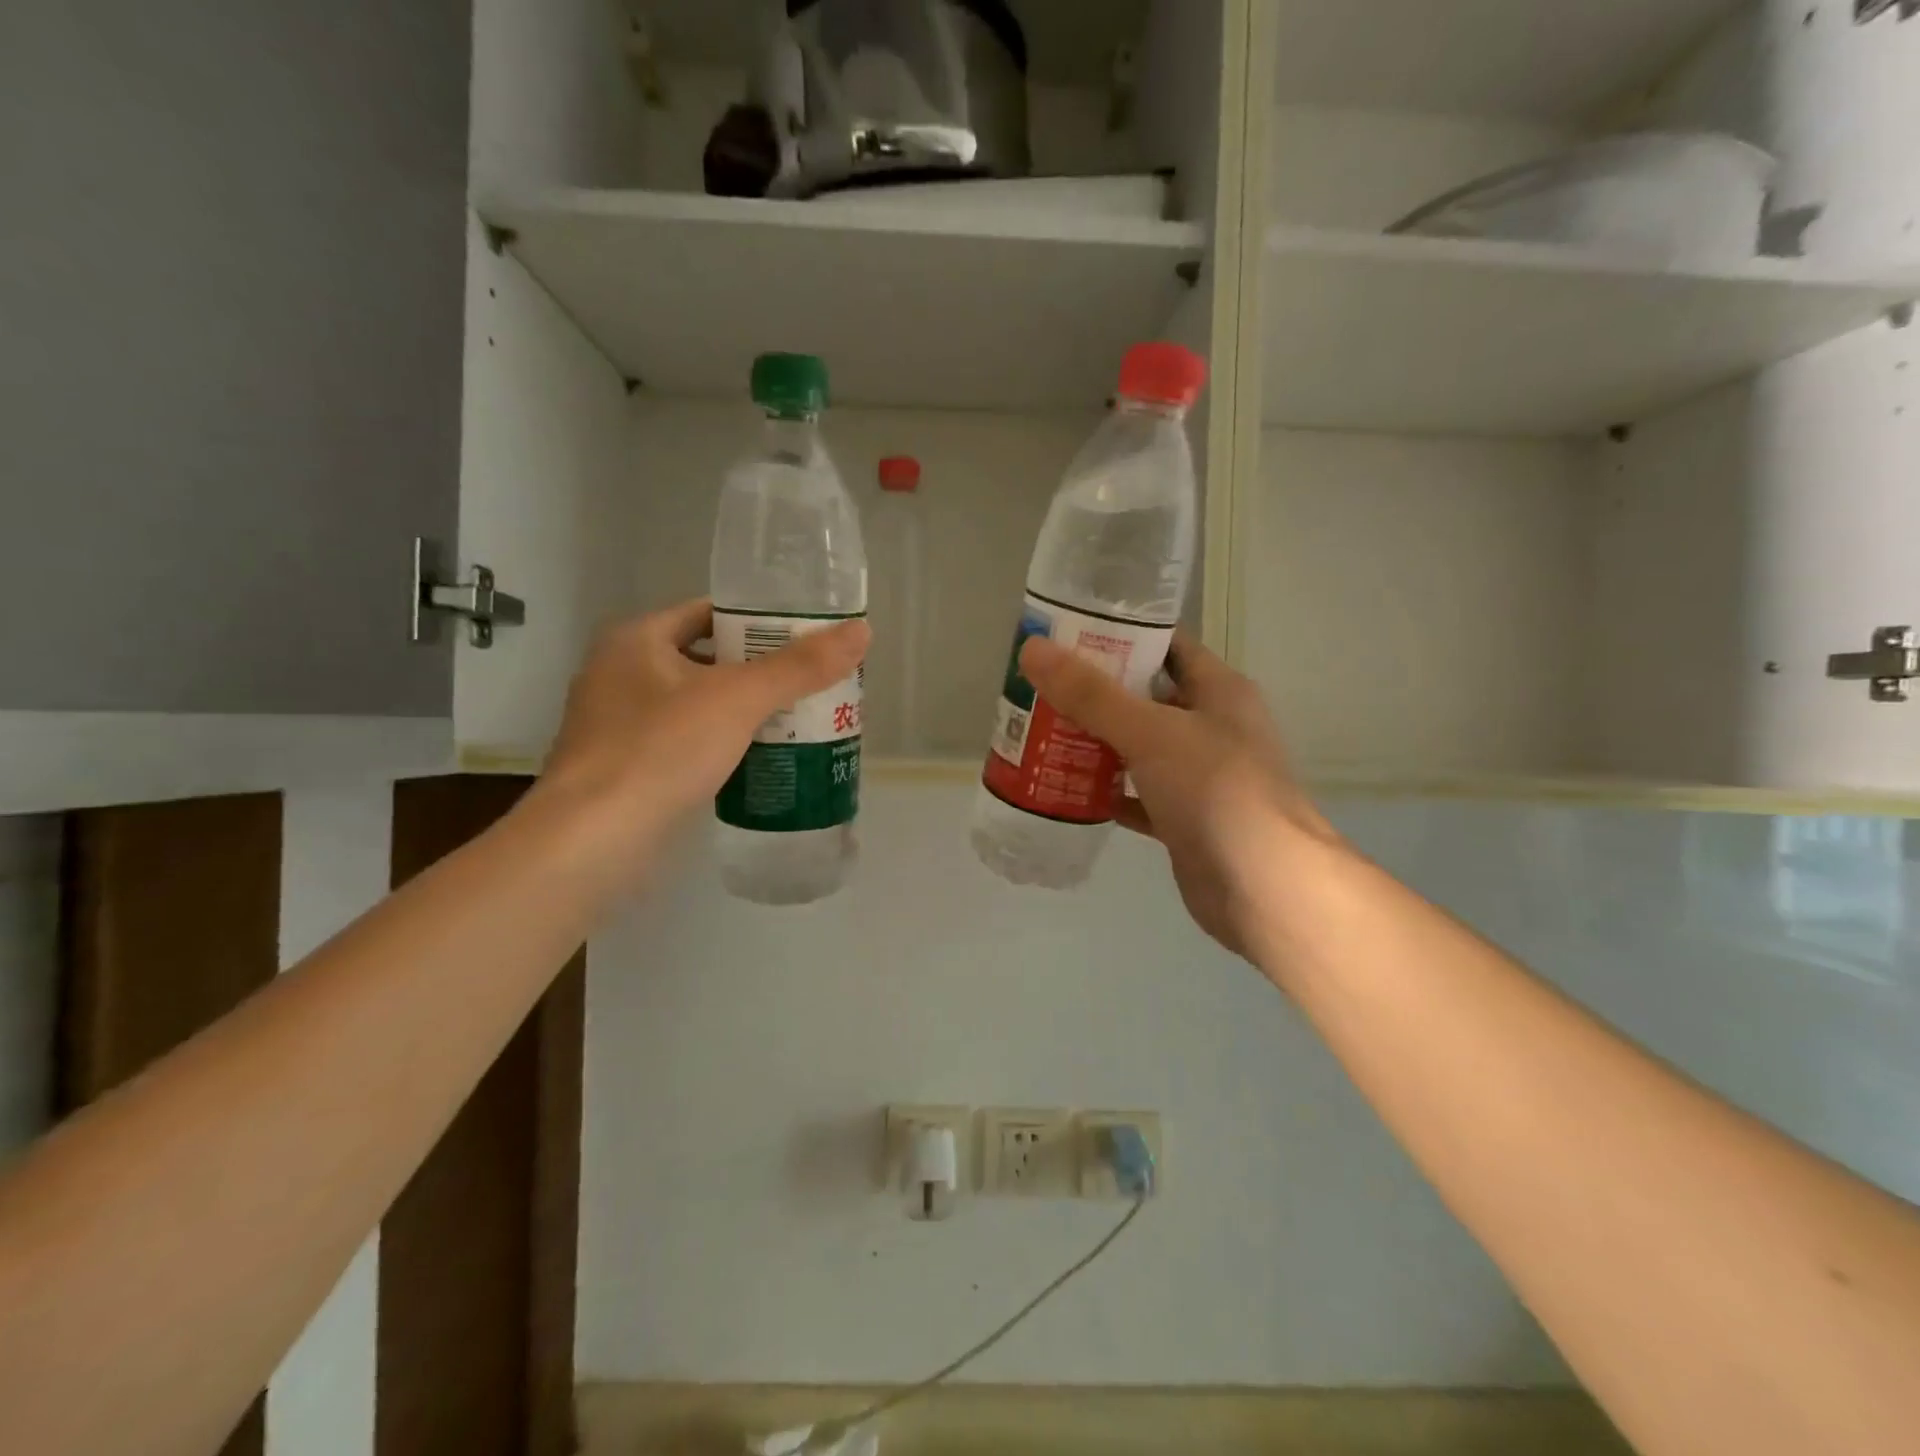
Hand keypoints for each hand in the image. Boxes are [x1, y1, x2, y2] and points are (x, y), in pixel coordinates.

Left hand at [534, 598, 868, 860]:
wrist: (591, 842)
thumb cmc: (660, 751)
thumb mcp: (738, 699)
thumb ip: (800, 667)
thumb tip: (862, 631)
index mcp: (636, 640)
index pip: (707, 612)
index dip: (758, 622)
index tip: (804, 639)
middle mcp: (618, 673)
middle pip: (705, 659)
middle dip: (757, 672)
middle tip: (809, 684)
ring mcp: (616, 725)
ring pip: (694, 705)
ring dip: (739, 712)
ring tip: (794, 722)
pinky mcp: (622, 769)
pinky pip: (683, 742)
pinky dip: (718, 745)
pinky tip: (755, 762)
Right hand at [1019, 631, 1335, 961]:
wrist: (1264, 887)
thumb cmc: (1216, 790)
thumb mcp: (1150, 732)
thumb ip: (1091, 694)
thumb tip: (1033, 649)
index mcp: (1218, 691)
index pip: (1166, 646)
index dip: (1120, 636)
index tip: (1066, 636)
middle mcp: (1212, 727)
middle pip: (1145, 698)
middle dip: (1095, 694)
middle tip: (1040, 688)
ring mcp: (1199, 776)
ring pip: (1138, 749)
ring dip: (1095, 743)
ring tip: (1040, 733)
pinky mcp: (1184, 819)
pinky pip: (1136, 795)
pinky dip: (1106, 792)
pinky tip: (1065, 790)